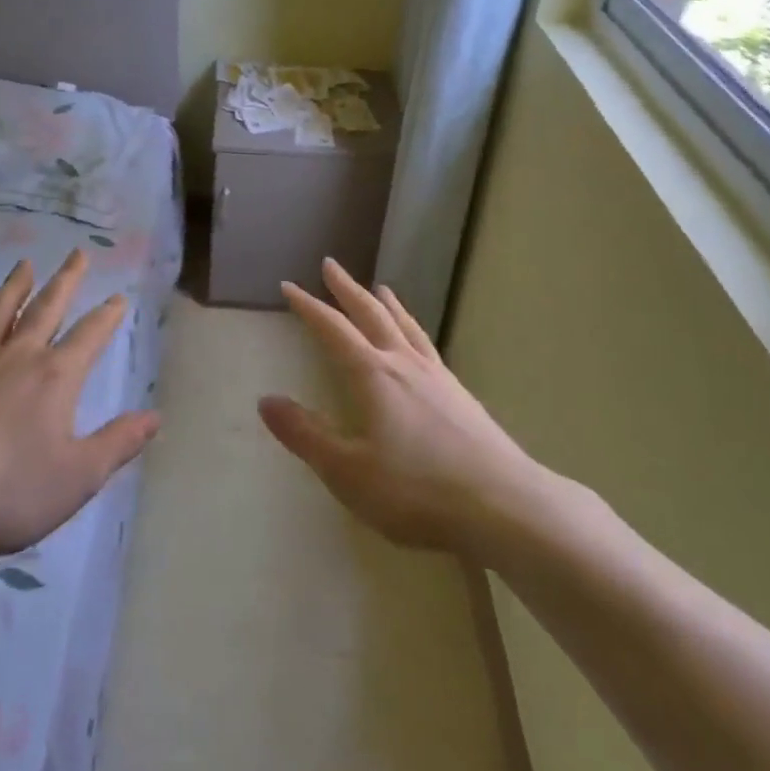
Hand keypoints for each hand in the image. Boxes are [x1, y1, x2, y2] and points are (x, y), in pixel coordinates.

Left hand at [0, 250, 157, 561]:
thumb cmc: (5, 489)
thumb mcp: (76, 477)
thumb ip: (117, 444)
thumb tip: (155, 417)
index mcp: (55, 378)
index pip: (90, 336)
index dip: (108, 317)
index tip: (119, 298)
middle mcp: (17, 357)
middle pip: (46, 308)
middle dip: (66, 280)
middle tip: (77, 253)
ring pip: (0, 311)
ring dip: (16, 286)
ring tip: (25, 263)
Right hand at [260, 259, 562, 555]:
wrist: (504, 505)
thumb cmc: (417, 490)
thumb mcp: (349, 471)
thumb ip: (306, 435)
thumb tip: (265, 400)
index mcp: (374, 376)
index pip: (333, 330)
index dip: (309, 307)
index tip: (289, 286)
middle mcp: (404, 364)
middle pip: (371, 315)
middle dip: (347, 290)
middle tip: (331, 265)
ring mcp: (438, 377)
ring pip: (405, 327)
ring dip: (387, 304)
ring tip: (380, 288)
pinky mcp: (461, 396)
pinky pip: (428, 346)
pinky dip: (414, 330)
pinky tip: (419, 343)